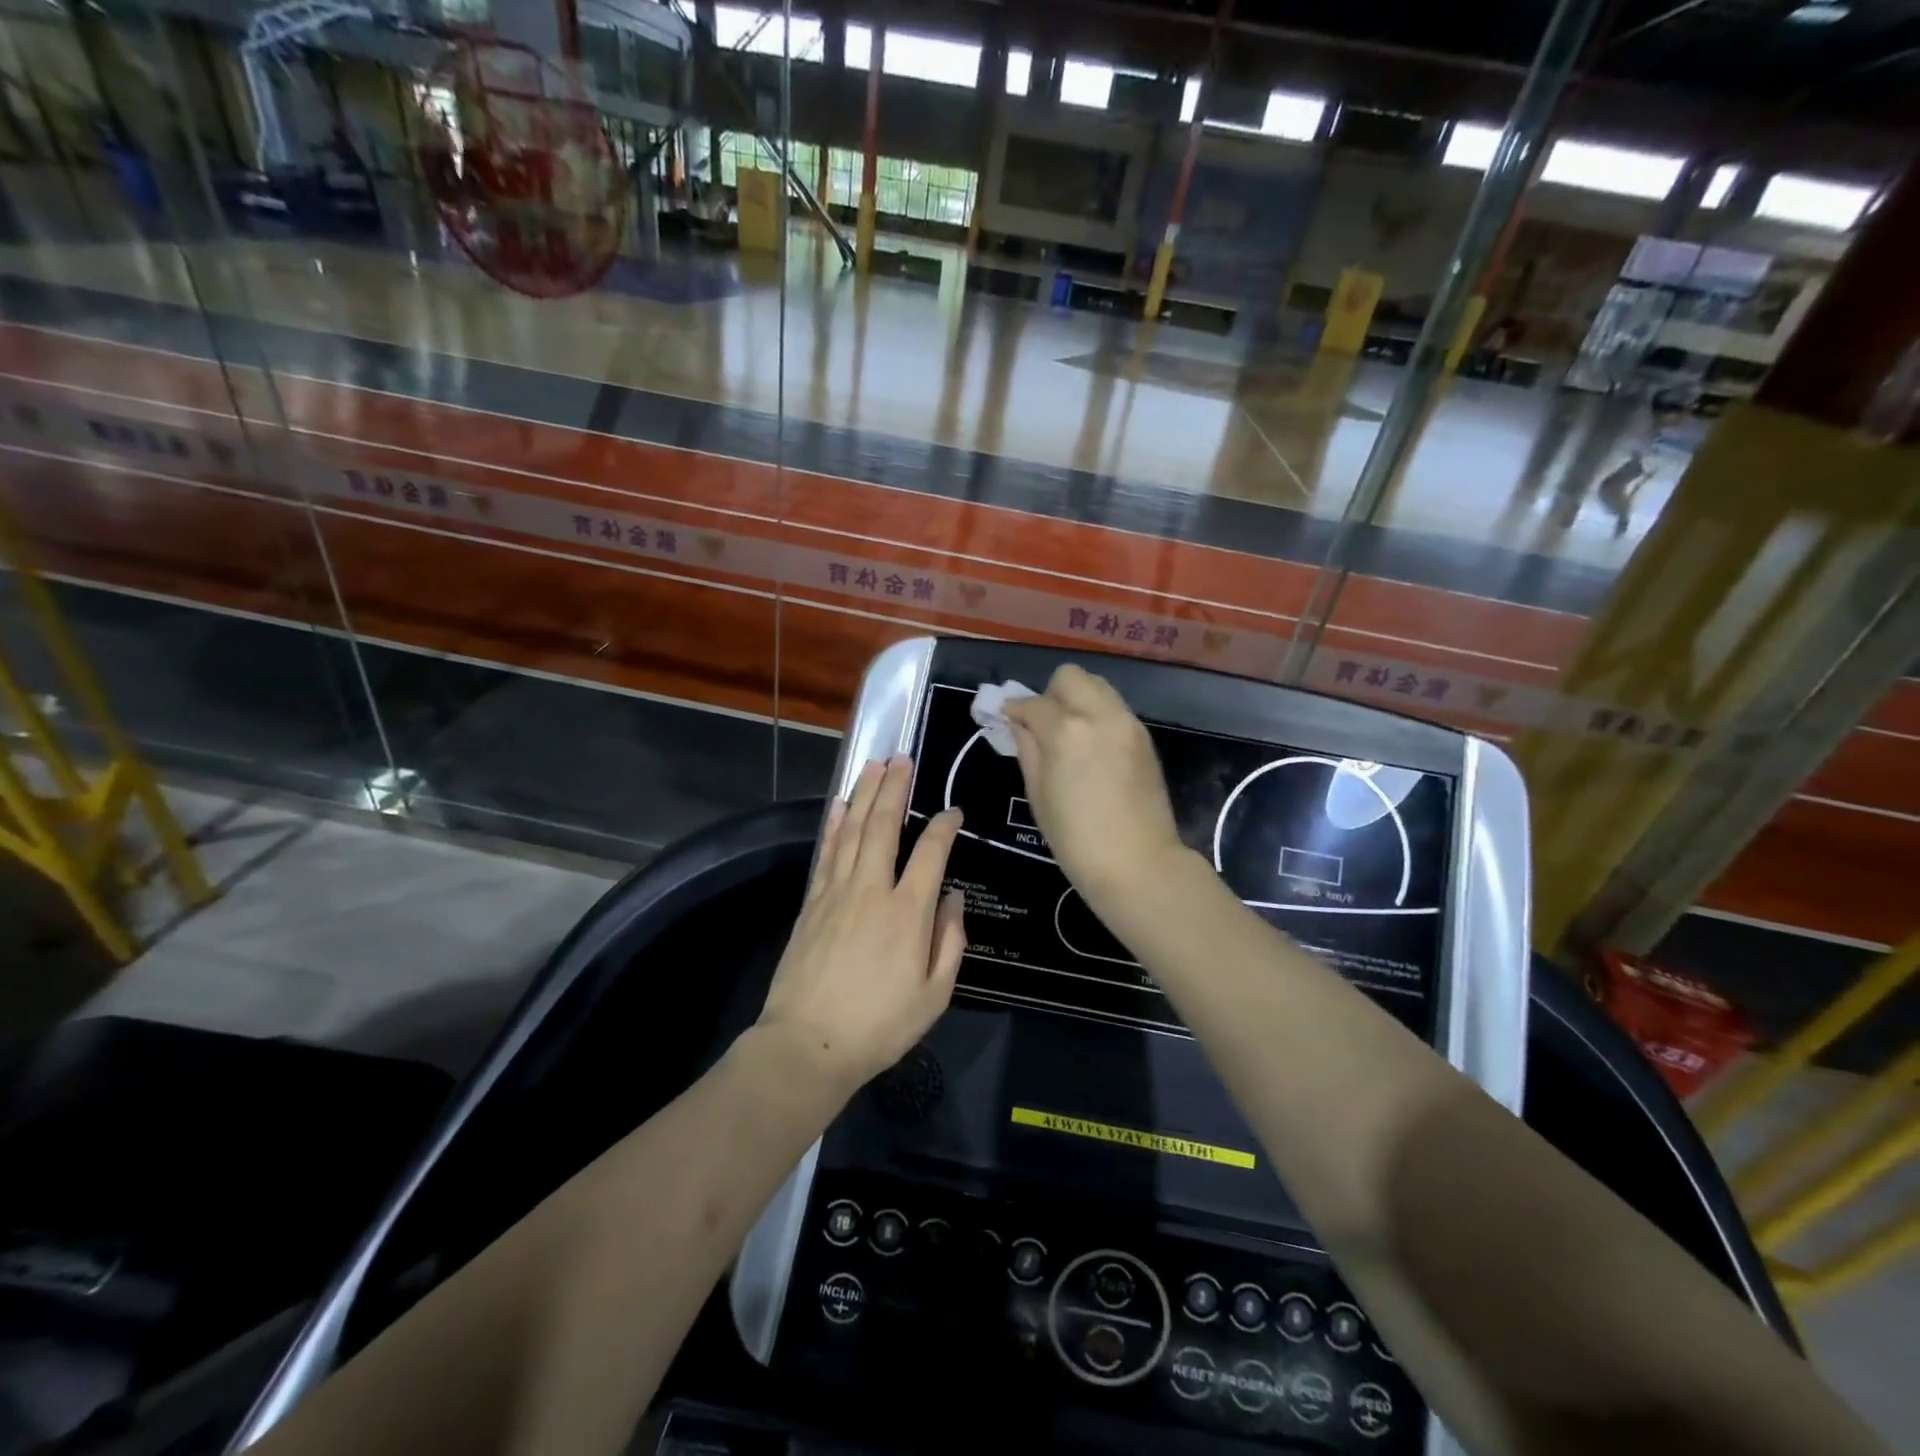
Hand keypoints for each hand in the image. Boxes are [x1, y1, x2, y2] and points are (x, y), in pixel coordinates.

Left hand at [756, 757, 965, 1091]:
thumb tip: (952, 898)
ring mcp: (837, 892)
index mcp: (908, 912)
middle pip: (884, 826)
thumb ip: (950, 942)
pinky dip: (834, 825)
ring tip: (874, 766)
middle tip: (902, 758)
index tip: (953, 811)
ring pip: (853, 831)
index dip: (944, 827)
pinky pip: (826, 853)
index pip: (931, 852)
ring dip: (864, 795)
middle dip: (895, 788)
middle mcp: (872, 890)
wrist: (807, 1044)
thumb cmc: (880, 1025)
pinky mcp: (811, 902)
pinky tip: (840, 806)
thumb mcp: (935, 995)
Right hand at [1002, 665, 1187, 910]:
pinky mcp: (1144, 737)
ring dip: (1077, 700)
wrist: (1137, 864)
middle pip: (1070, 677)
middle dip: (1050, 694)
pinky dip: (1098, 715)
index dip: (1014, 710)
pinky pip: (1114, 709)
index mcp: (1065, 731)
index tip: (1006, 719)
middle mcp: (1099, 715)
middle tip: (1042, 725)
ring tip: (1069, 734)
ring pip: (1097, 686)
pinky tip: (1092, 748)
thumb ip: (1027, 750)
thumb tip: (1018, 724)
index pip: (1032, 703)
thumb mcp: (1038, 795)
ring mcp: (1127, 723)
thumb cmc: (1075, 839)